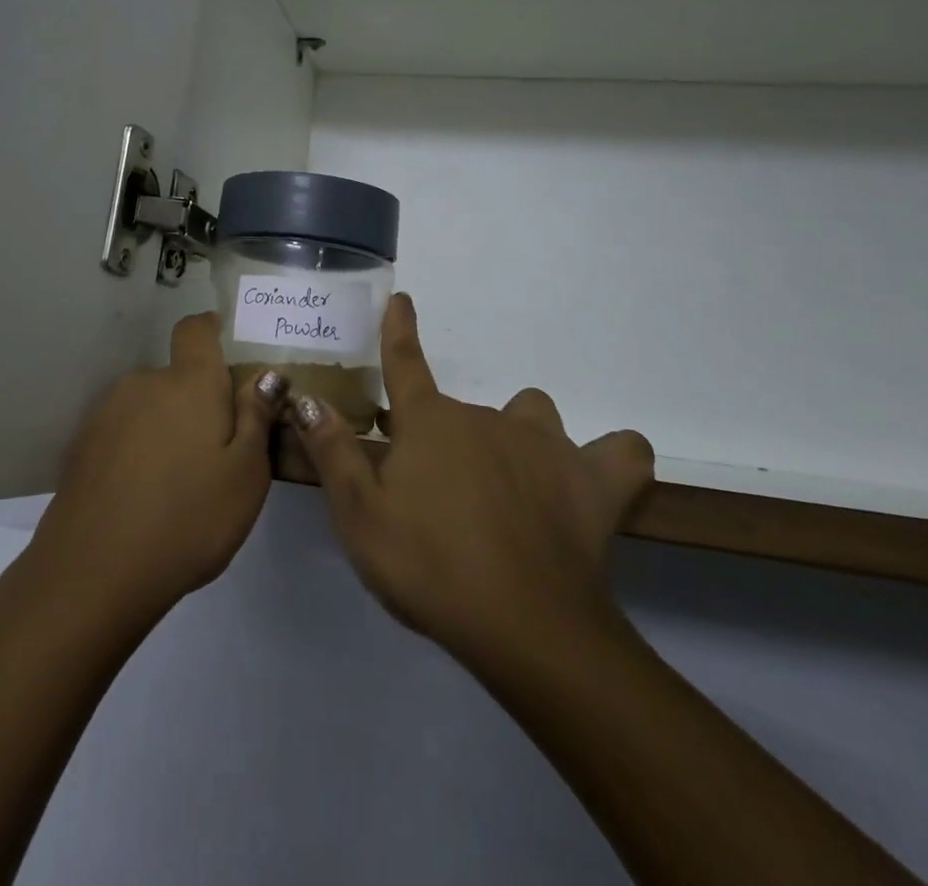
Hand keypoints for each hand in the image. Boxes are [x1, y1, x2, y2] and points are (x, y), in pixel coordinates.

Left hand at [30, 312, 283, 619]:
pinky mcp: (81, 445)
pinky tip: (143, 496)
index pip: (195, 329)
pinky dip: (137, 450)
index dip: (211, 330)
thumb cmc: (188, 519)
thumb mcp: (246, 475)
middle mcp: (144, 383)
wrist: (93, 572)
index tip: (227, 351)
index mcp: (189, 382)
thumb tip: (267, 376)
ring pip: (148, 405)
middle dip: (196, 400)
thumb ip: (258, 418)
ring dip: (165, 426)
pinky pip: (122, 432)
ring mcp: (107, 413)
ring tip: (178, 482)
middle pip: (176, 376)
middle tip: (215, 451)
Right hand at [286, 294, 653, 670]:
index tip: (402, 300)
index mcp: (431, 423)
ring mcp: (547, 443)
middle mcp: (487, 417)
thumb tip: (306, 398)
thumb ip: (333, 452)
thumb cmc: (429, 567)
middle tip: (441, 496)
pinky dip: (610, 459)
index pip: (405, 362)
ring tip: (514, 484)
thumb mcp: (360, 517)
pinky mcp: (595, 480)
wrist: (523, 626)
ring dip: (520, 436)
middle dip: (449, 438)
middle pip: (463, 410)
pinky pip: (621, 452)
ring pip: (533, 414)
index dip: (399, 330)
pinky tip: (596, 479)